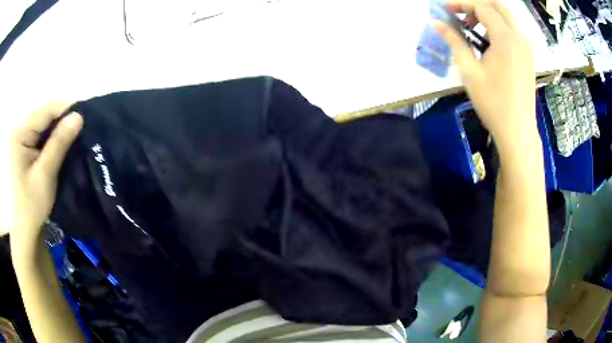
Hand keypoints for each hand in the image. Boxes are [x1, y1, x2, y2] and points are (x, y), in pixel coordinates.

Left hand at [11, 103, 82, 239]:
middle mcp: (20, 129)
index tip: (86, 117)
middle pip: (45, 116)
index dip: (67, 110)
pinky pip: (42, 134)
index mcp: (21, 133)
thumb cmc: (31, 205)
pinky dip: (53, 138)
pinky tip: (61, 145)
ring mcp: (22, 137)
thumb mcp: (45, 174)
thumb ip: (59, 143)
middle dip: (63, 120)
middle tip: (81, 130)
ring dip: (59, 130)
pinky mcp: (25, 146)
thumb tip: (78, 116)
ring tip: (74, 136)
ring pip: (45, 124)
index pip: (46, 111)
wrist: (25, 227)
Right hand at [436, 0, 536, 150]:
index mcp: (506, 38)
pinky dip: (499, 27)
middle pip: (498, 5)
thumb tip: (436, 23)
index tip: (445, 9)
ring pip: (507, 17)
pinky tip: (489, 42)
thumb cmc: (493, 103)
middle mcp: (519, 37)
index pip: (482, 7)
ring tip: (474, 30)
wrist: (518, 131)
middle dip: (478, 5)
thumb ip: (454, 42)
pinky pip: (513, 31)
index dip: (462, 4)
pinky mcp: (528, 57)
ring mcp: (526, 47)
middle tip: (462, 16)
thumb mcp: (470, 71)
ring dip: (489, 15)